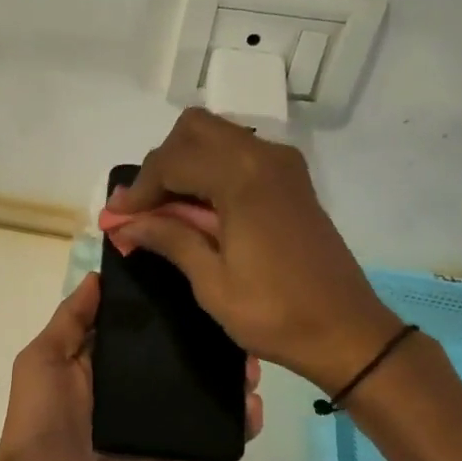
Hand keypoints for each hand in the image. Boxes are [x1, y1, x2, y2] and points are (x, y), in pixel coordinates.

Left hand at [0, 272, 261, 460]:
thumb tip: (98, 276)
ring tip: (253, 366)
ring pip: (200, 395)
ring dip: (228, 380)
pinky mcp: (171, 457)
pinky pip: (208, 438)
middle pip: (177, 358)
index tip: (200, 279)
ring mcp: (154, 424)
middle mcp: (131, 388)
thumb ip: (71, 322)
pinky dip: (235, 426)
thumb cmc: (39, 425)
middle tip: (238, 328)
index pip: (140, 326)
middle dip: (208, 342)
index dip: (166, 304)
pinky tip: (253, 409)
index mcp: (101, 361)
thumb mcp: (43, 362)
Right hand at [105, 109, 400, 395]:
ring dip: (185, 164)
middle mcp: (264, 157)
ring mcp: (283, 166)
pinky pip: (240, 154)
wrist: (344, 330)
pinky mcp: (292, 181)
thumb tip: (125, 222)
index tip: (117, 219)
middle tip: (144, 210)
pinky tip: (199, 211)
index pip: (172, 161)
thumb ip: (170, 239)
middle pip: (194, 130)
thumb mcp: (211, 282)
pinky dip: (211, 170)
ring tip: (166, 212)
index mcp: (242, 179)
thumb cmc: (273, 313)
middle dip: (161, 165)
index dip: (138, 189)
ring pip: (217, 137)